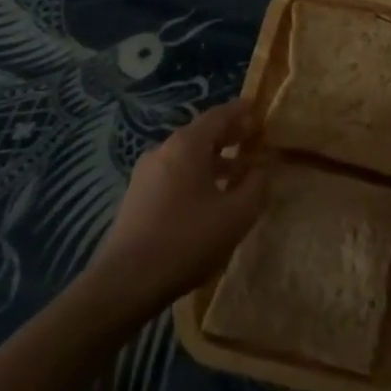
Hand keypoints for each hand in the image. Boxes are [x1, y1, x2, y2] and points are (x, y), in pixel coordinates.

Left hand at [88, 99, 267, 311]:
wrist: (126, 282)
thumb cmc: (187, 240)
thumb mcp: (236, 214)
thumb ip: (257, 186)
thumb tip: (264, 168)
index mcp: (187, 145)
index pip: (218, 115)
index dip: (241, 111)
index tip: (258, 108)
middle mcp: (163, 150)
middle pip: (201, 133)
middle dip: (229, 134)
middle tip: (254, 137)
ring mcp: (146, 174)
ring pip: (187, 156)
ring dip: (215, 159)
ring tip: (239, 172)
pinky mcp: (137, 197)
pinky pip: (174, 174)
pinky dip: (197, 175)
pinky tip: (211, 196)